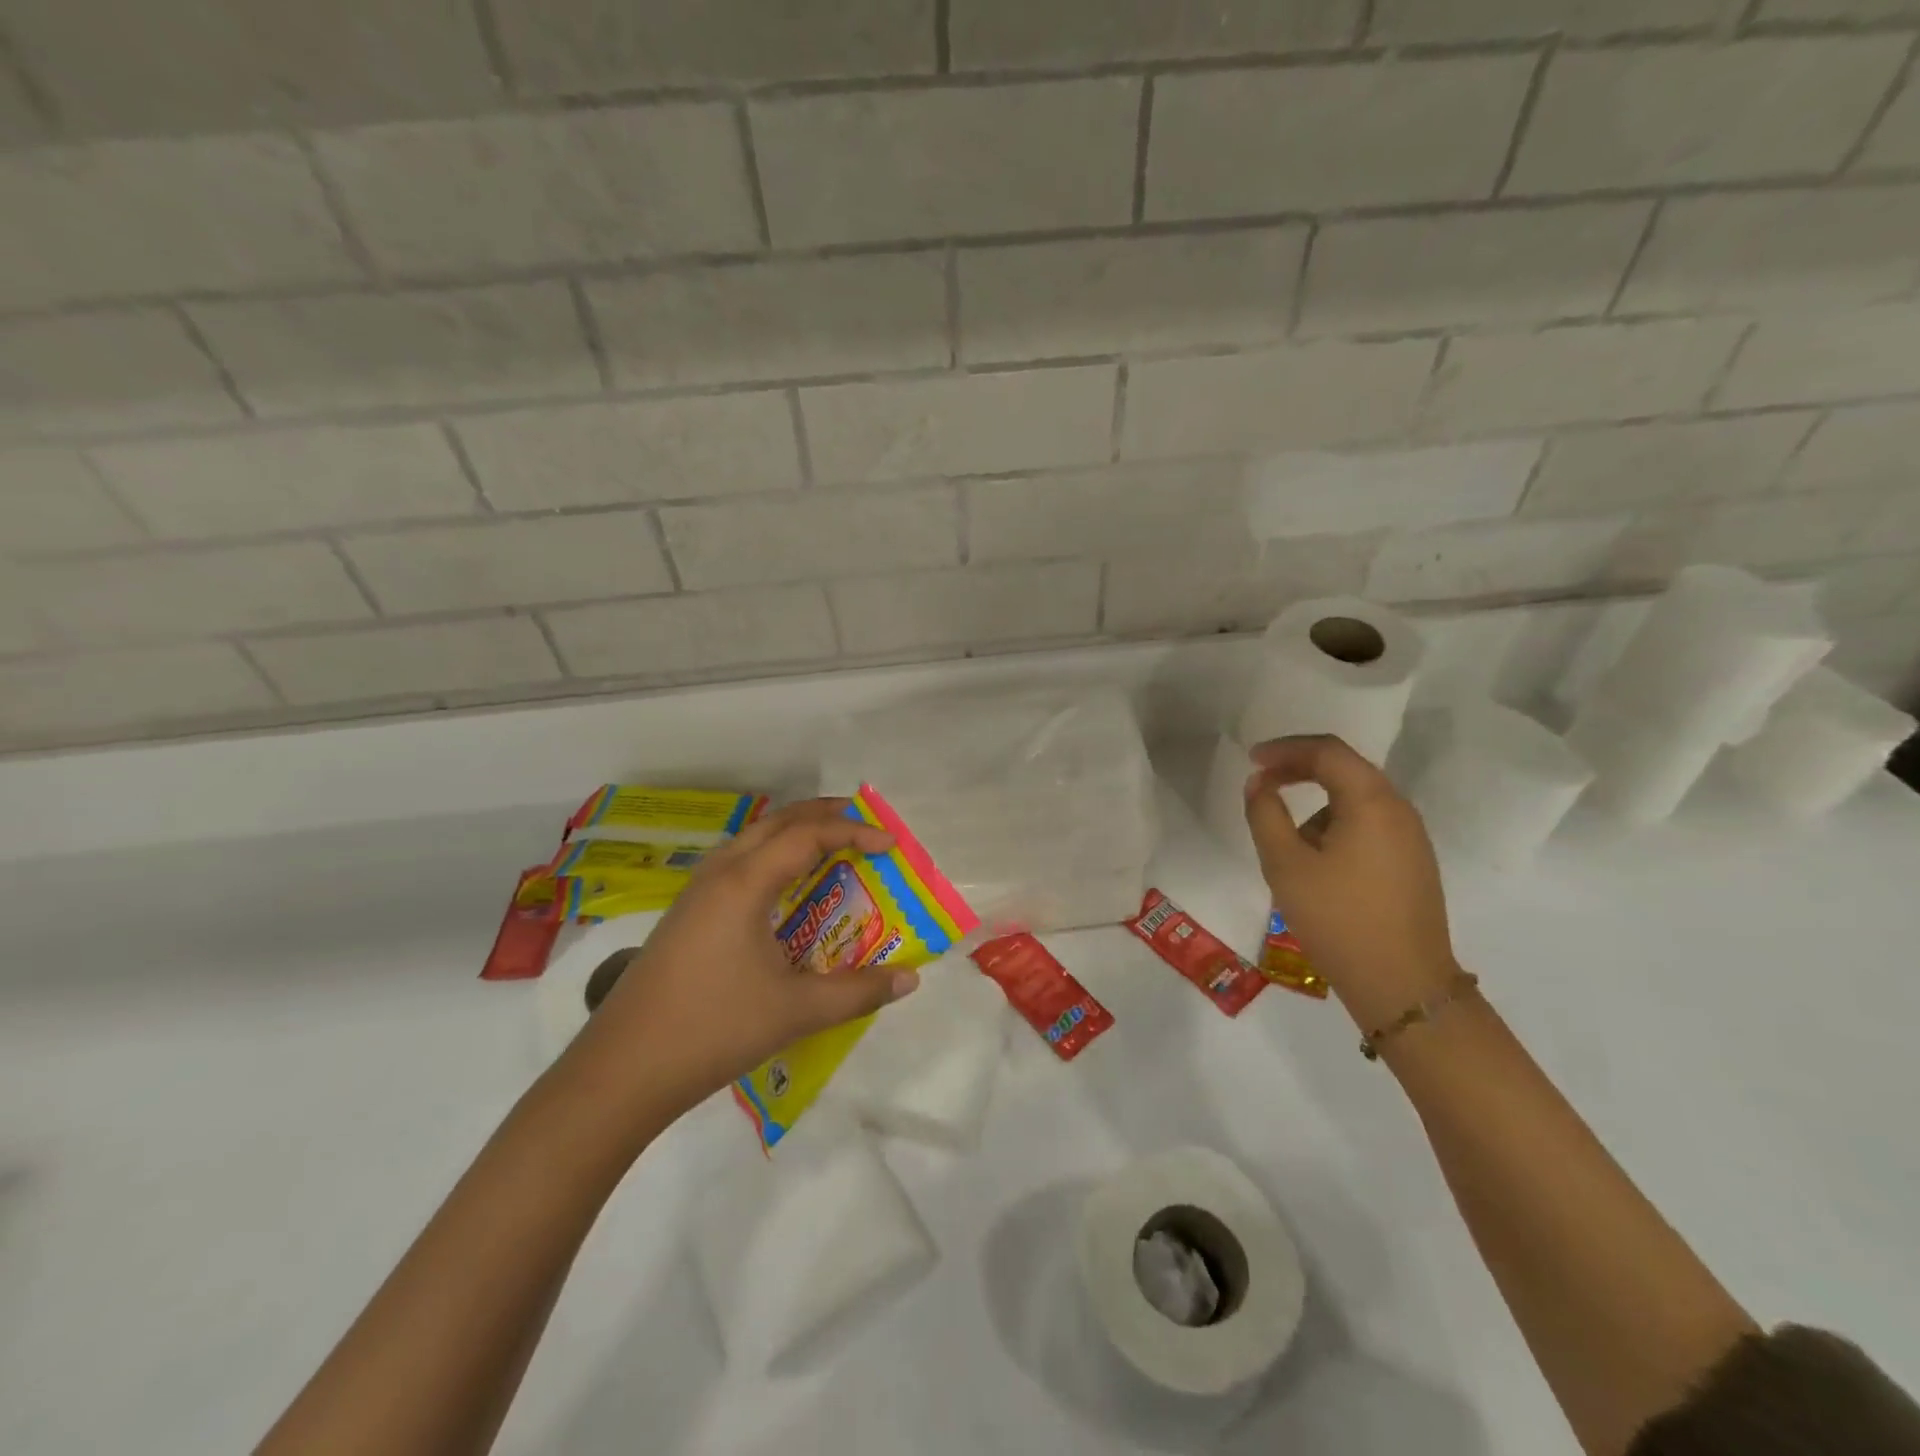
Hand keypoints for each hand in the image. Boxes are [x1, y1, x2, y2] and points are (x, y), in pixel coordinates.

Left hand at [559, 799, 920, 1122]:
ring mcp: (696, 891)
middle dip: (825, 815)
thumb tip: (910, 980)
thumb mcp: (796, 1011)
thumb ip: (858, 992)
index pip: (808, 835)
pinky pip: (739, 862)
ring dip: (795, 833)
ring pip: (753, 838)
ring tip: (832, 847)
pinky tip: (784, 890)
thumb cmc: (714, 1029)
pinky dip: (773, 856)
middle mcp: (719, 872)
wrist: (622, 1070)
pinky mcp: (686, 913)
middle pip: (778, 822)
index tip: (891, 844)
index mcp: (745, 882)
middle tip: (866, 825)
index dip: (854, 832)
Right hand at [1243, 735, 1460, 1029]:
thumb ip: (1265, 814)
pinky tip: (1316, 865)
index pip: (1327, 751)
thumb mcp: (1285, 864)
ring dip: (1316, 804)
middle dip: (1299, 771)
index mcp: (1372, 801)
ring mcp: (1410, 838)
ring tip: (1285, 842)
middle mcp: (1399, 810)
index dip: (1285, 749)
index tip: (1251, 761)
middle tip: (1262, 784)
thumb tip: (1260, 784)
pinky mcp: (1412, 864)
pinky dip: (1335, 826)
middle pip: (1346, 770)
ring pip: (1356, 800)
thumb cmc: (1338, 918)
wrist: (1403, 985)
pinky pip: (1368, 826)